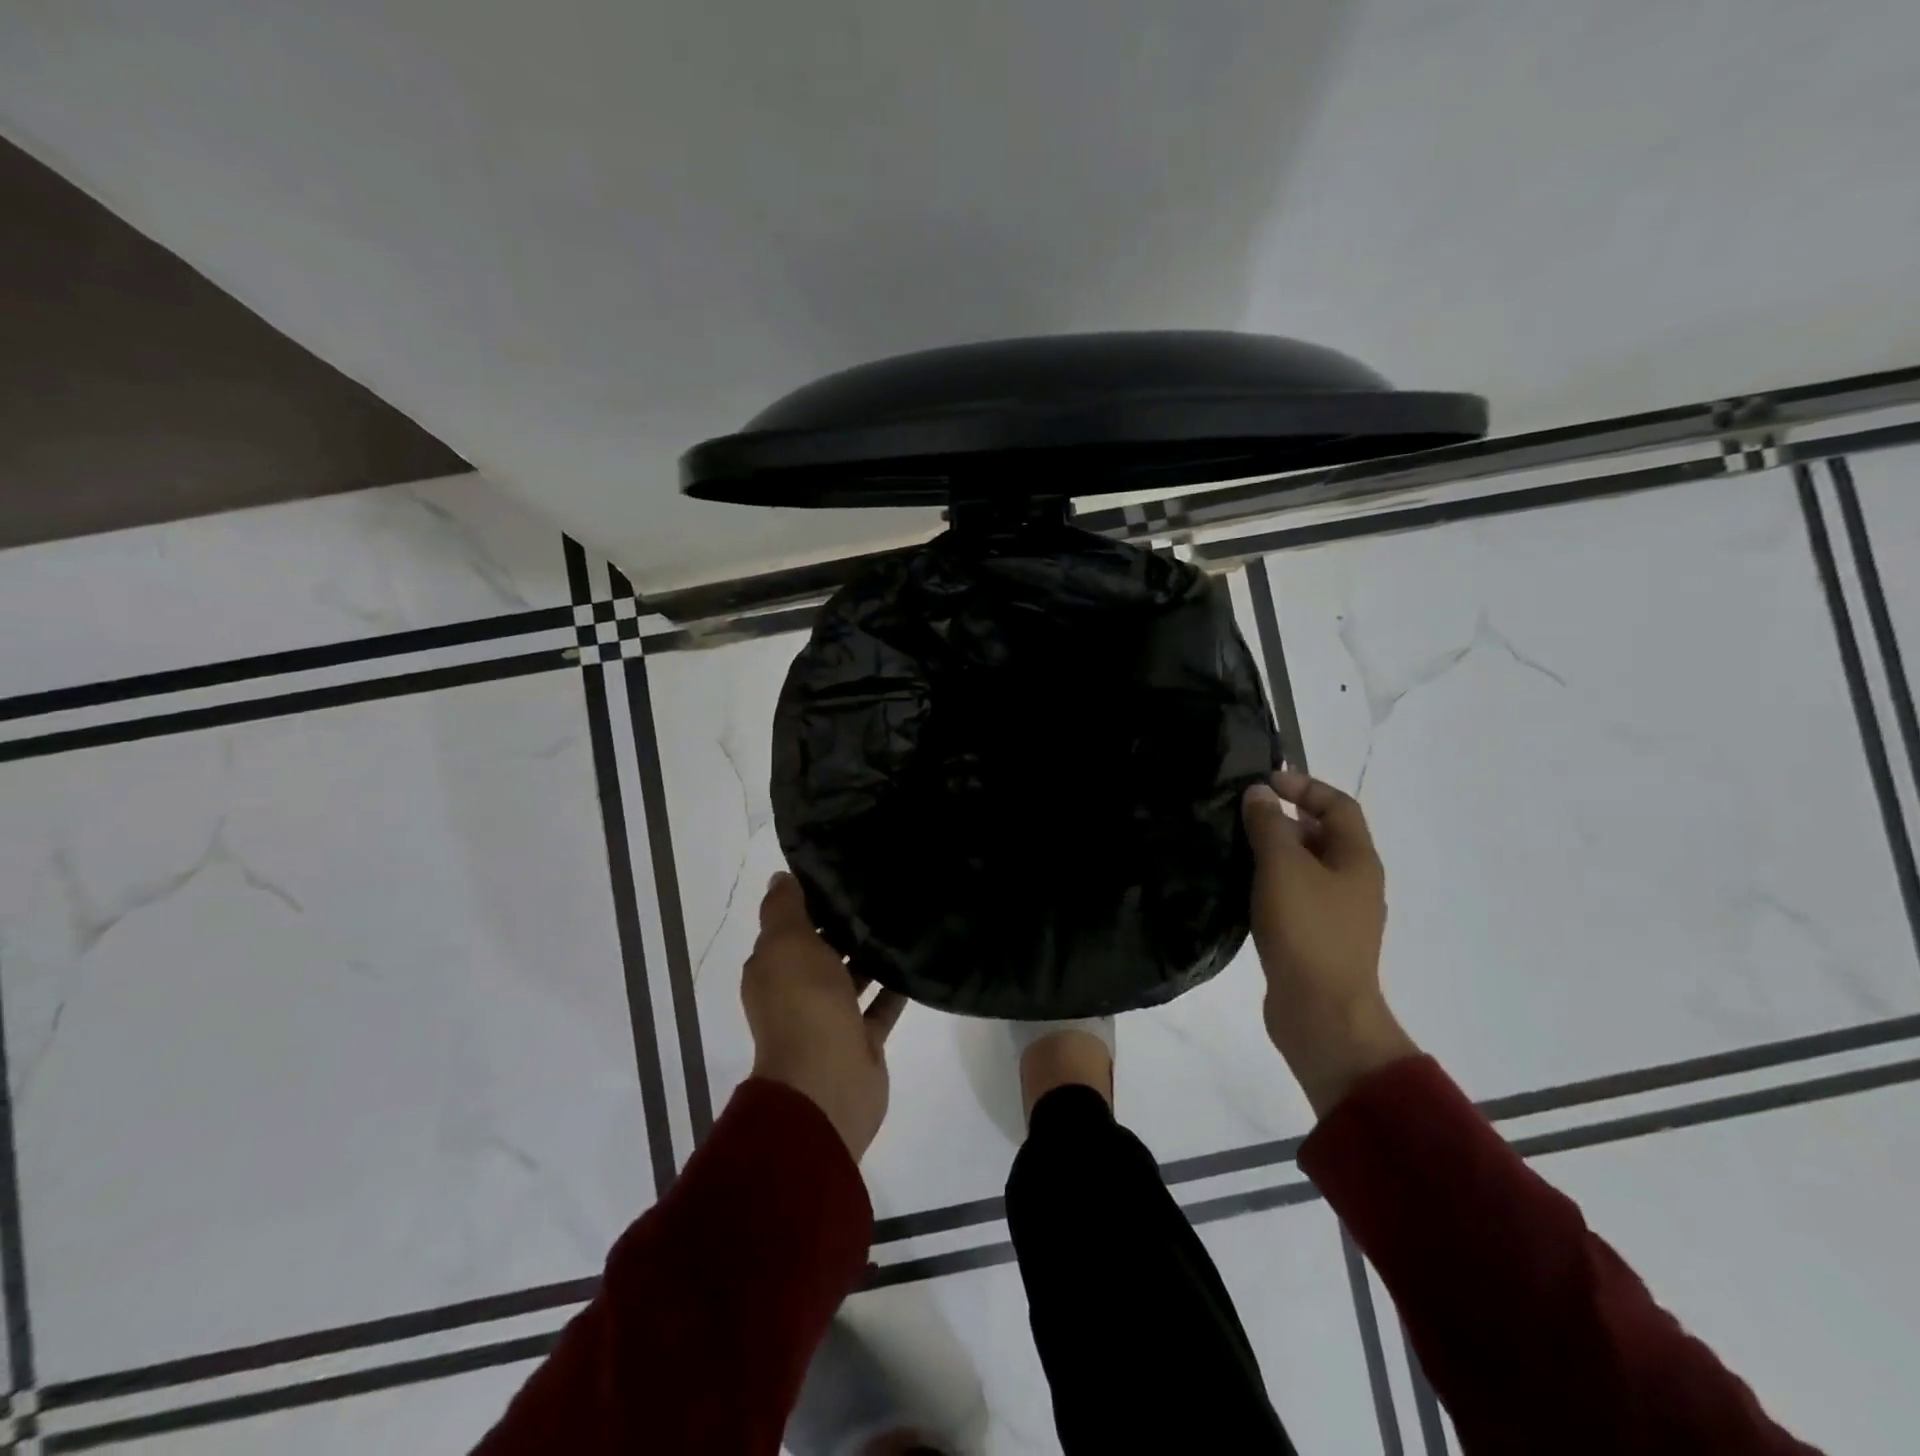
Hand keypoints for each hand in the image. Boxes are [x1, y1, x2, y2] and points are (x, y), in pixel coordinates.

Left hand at [742, 872, 906, 1159]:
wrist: (826, 1085)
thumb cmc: (803, 1004)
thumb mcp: (786, 944)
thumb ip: (784, 908)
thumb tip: (780, 877)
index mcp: (774, 968)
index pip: (791, 925)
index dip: (813, 899)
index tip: (845, 871)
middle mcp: (798, 991)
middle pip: (823, 950)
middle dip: (847, 924)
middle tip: (883, 889)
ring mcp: (831, 1018)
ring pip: (853, 977)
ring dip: (872, 954)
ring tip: (904, 917)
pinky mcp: (862, 1040)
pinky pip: (881, 1005)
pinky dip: (895, 986)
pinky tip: (917, 959)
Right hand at [1242, 770, 1417, 1116]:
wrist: (1321, 1013)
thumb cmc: (1307, 931)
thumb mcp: (1283, 868)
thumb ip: (1269, 826)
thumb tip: (1259, 794)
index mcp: (1357, 860)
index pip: (1338, 806)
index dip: (1305, 786)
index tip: (1264, 782)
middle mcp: (1353, 883)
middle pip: (1322, 836)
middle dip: (1285, 818)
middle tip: (1241, 813)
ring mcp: (1336, 914)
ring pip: (1305, 868)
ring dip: (1274, 851)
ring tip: (1234, 845)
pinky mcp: (1315, 939)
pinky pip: (1293, 896)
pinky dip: (1270, 883)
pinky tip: (1240, 887)